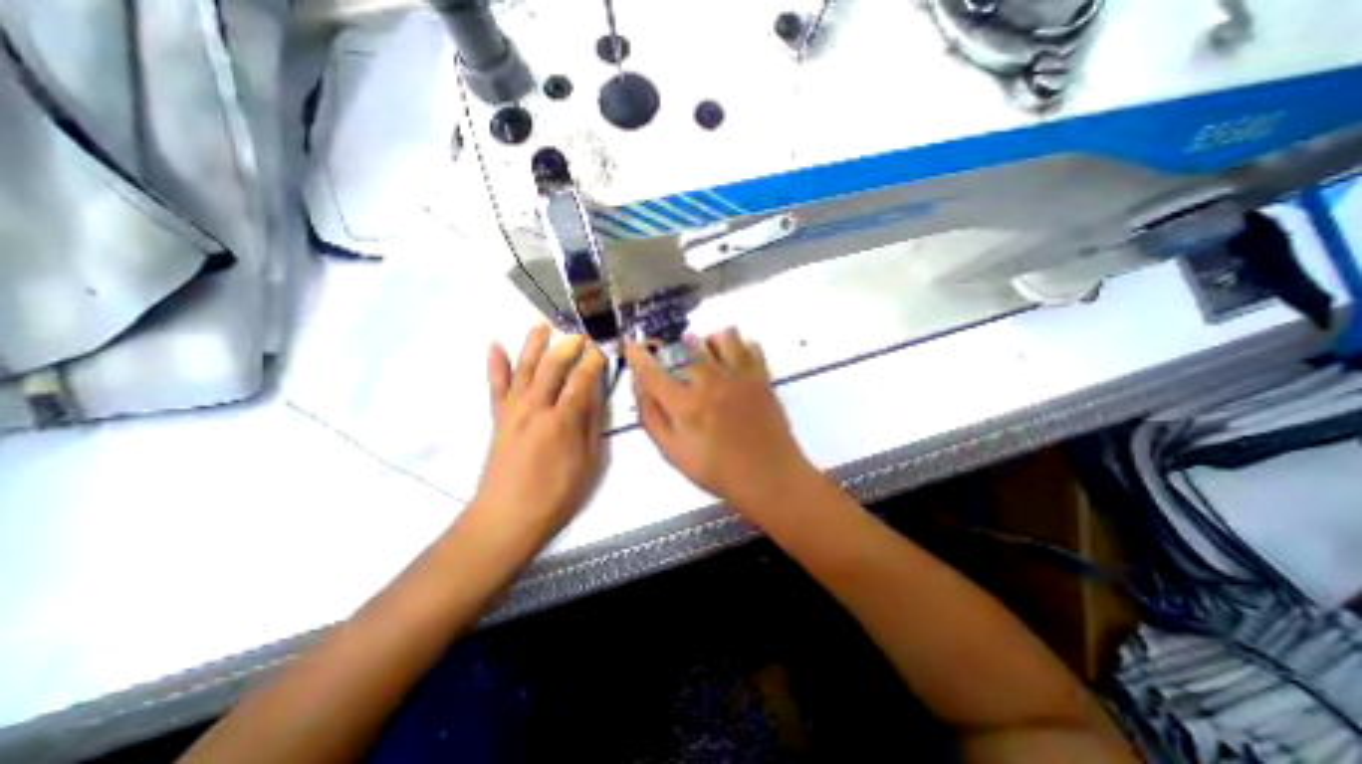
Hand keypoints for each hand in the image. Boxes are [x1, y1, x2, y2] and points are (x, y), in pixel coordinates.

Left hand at [476, 326, 610, 544]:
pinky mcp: (497, 417)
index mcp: (562, 420)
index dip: (592, 362)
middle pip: (552, 367)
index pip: (581, 380)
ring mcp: (512, 410)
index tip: (601, 348)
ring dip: (533, 344)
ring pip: (523, 368)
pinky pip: (494, 385)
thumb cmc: (556, 494)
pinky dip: (494, 364)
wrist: (506, 517)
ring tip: (541, 323)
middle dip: (567, 346)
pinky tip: (494, 344)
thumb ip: (591, 425)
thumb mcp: (588, 462)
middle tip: (579, 333)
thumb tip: (595, 394)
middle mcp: (535, 407)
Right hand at [628, 330, 817, 513]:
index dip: (638, 355)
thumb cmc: (718, 470)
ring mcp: (740, 376)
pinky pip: (751, 345)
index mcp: (686, 404)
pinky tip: (734, 363)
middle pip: (688, 345)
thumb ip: (653, 419)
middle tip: (679, 363)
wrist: (769, 476)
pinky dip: (739, 347)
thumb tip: (641, 389)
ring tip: (709, 359)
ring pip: (723, 336)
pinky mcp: (762, 376)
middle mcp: (711, 381)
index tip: (631, 344)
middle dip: (676, 349)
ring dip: (710, 342)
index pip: (653, 371)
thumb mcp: (674, 453)